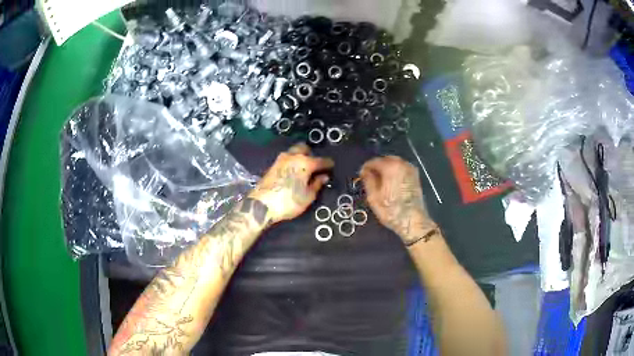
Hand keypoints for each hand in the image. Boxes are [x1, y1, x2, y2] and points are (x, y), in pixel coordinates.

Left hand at [249, 143, 333, 224]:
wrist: (261, 205)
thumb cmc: (288, 202)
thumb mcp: (307, 196)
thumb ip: (317, 184)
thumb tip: (323, 177)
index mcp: (305, 163)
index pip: (321, 160)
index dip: (328, 164)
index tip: (332, 166)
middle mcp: (292, 157)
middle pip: (305, 148)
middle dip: (312, 154)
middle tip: (316, 165)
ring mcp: (280, 160)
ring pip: (294, 152)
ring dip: (300, 156)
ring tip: (305, 168)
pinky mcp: (272, 166)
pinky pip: (286, 158)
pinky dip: (292, 161)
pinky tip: (294, 171)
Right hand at [360, 156, 437, 245]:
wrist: (413, 221)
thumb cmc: (391, 210)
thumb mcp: (373, 197)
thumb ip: (368, 180)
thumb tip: (365, 171)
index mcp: (391, 167)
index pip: (374, 161)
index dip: (365, 168)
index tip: (361, 175)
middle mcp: (402, 164)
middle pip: (385, 160)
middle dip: (377, 167)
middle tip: (370, 178)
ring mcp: (411, 169)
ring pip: (394, 164)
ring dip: (386, 169)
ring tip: (379, 182)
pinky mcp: (416, 176)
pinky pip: (401, 169)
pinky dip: (394, 172)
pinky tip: (390, 183)